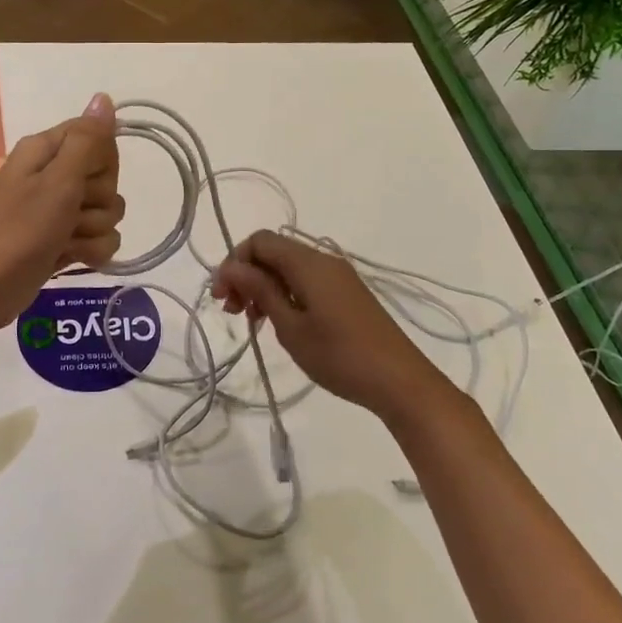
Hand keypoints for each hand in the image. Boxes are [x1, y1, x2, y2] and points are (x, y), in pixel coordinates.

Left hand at [0, 93, 122, 332]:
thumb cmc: (16, 232)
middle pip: (107, 177)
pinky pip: (100, 238)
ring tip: (64, 241)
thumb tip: (105, 97)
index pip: (98, 138)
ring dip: (93, 231)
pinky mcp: (64, 241)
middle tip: (69, 213)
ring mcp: (59, 211)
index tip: (83, 179)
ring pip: (108, 211)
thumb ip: (86, 141)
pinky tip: (70, 258)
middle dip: (97, 201)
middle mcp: (54, 175)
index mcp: (46, 151)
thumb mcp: (56, 183)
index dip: (101, 161)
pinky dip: (90, 251)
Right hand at [211, 230, 450, 425]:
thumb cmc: (340, 356)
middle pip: (273, 252)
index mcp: (308, 263)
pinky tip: (278, 321)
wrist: (400, 381)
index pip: (260, 241)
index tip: (221, 296)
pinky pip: (305, 281)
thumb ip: (260, 290)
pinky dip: (284, 293)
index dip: (234, 262)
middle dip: (246, 275)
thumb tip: (232, 267)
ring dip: (263, 286)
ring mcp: (338, 276)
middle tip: (231, 311)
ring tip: (252, 321)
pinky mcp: (346, 293)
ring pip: (288, 267)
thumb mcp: (291, 327)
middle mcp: (323, 260)